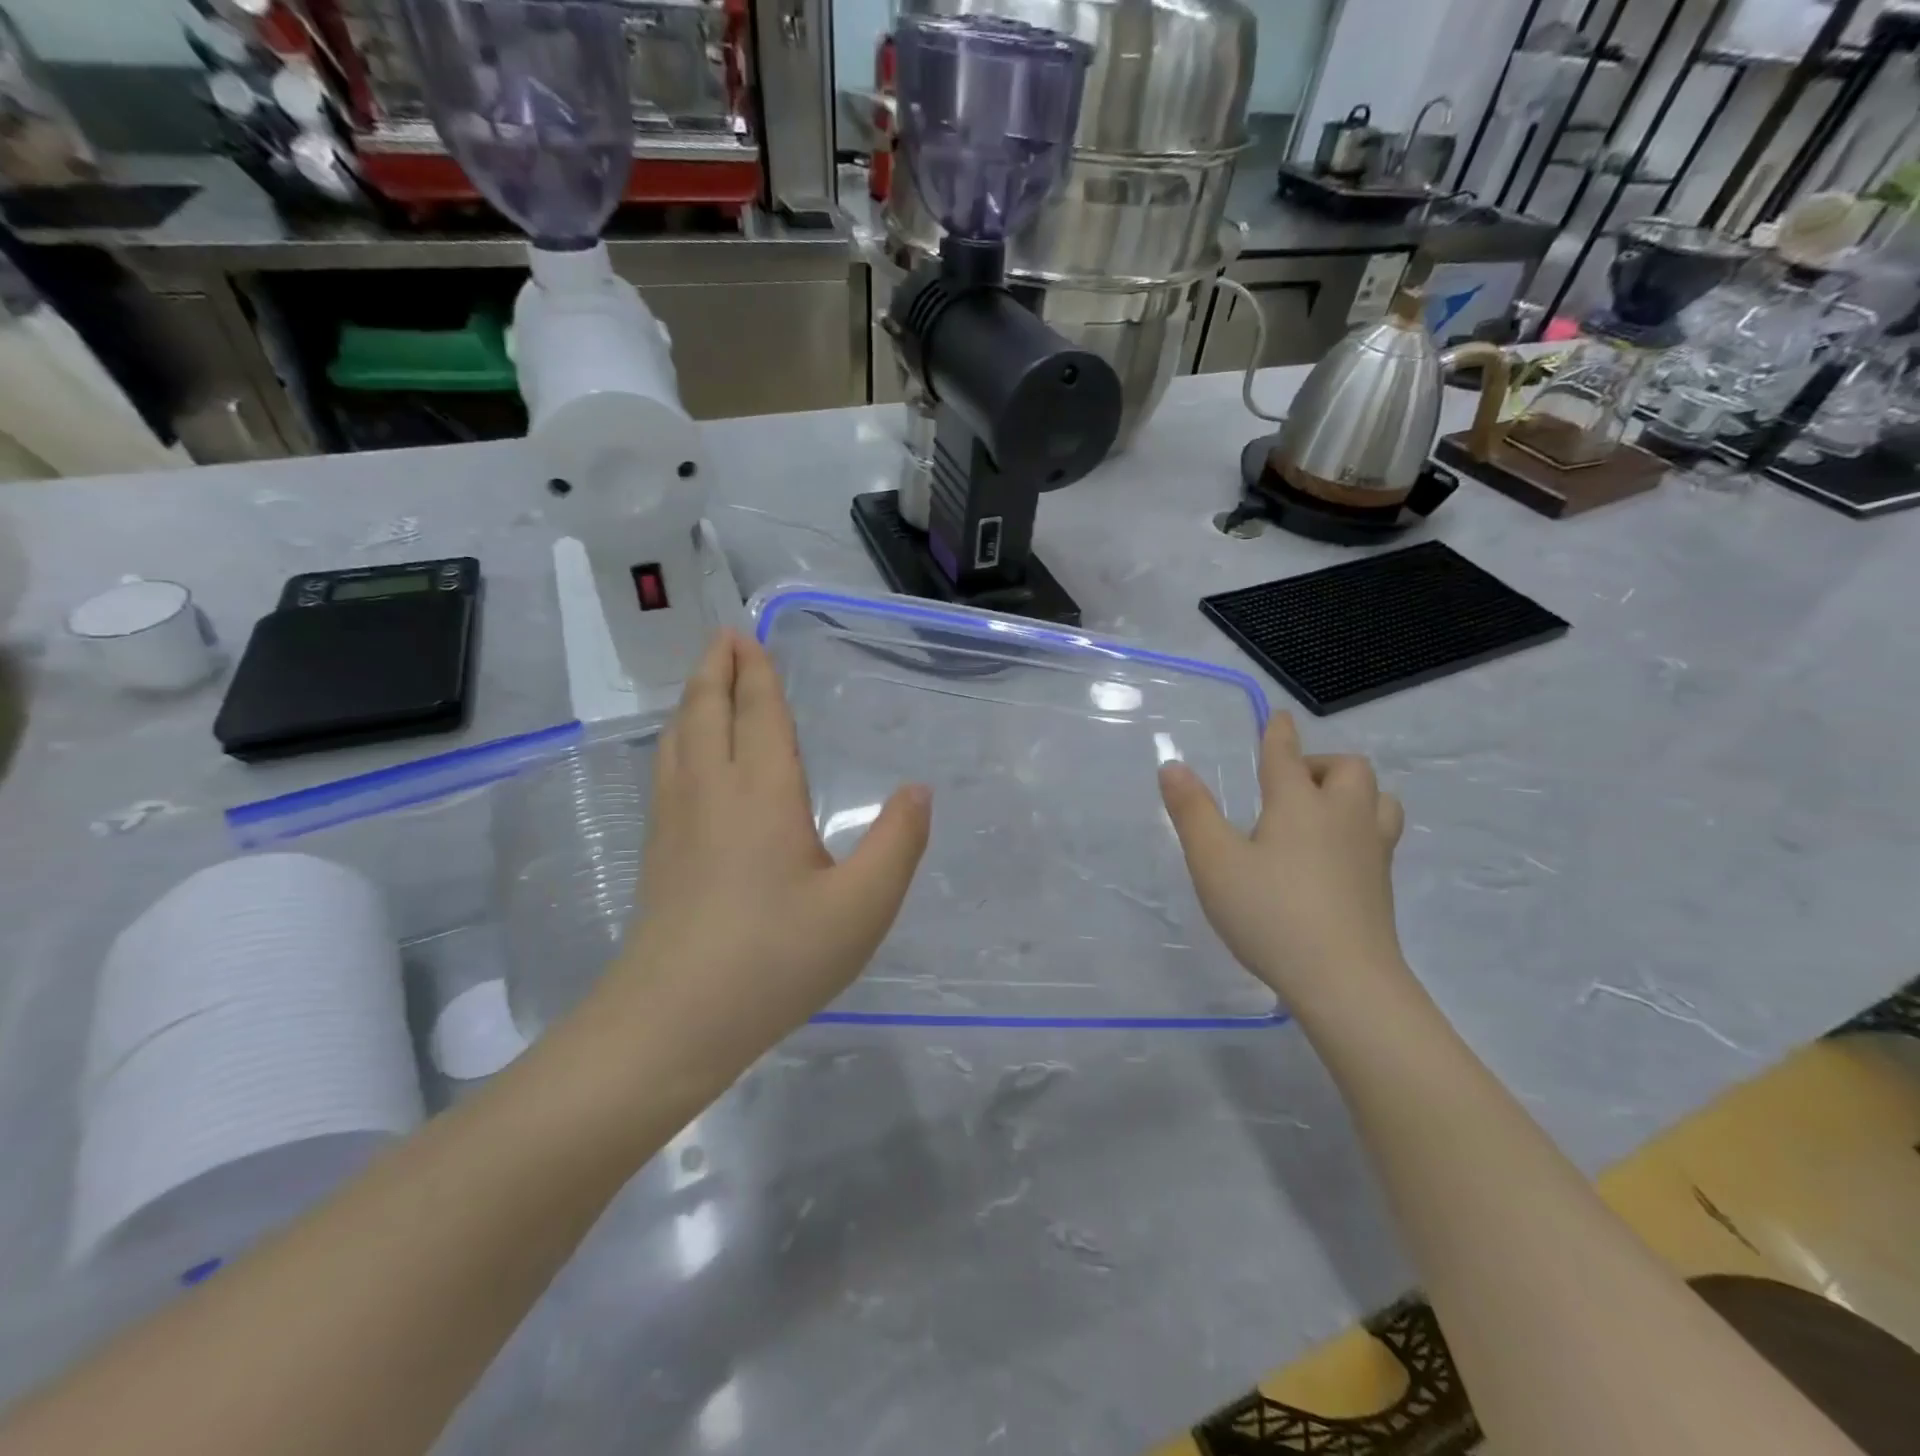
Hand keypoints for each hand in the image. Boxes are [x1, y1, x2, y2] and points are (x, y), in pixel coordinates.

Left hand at [604, 630, 931, 1054]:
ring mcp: (676, 821)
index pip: (758, 714)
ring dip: (692, 700)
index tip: (746, 636)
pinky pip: (667, 769)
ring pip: (679, 739)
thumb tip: (917, 790)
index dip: (756, 673)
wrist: (674, 1020)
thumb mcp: (861, 908)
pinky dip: (677, 739)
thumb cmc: (775, 959)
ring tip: (704, 682)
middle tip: (724, 638)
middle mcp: (712, 792)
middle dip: (716, 670)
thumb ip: (896, 843)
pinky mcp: (659, 852)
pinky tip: (683, 755)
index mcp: (762, 793)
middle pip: (707, 712)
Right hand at [1159, 713, 1406, 1002]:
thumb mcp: (1214, 862)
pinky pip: (1380, 834)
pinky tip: (1336, 855)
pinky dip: (1360, 827)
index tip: (1278, 717)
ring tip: (1322, 813)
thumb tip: (1172, 766)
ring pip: (1378, 799)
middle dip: (1321, 763)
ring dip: (1352, 793)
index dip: (1279, 732)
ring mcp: (1371, 851)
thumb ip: (1192, 811)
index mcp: (1298, 803)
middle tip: (1290, 785)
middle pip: (1347, 768)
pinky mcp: (1383, 885)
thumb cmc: (1270, 912)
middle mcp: (1342, 816)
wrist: (1344, 980)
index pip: (1287, 754)